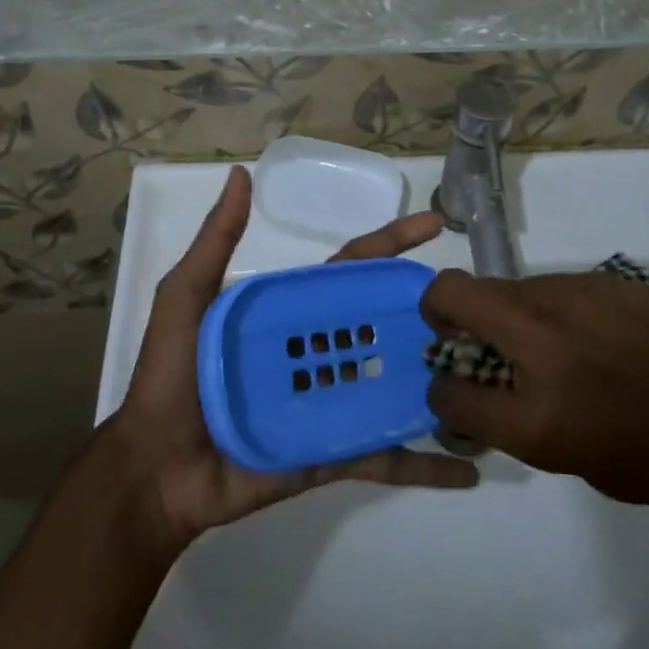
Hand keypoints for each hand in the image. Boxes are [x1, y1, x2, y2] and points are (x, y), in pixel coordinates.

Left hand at [106, 166, 477, 552]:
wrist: (155, 473)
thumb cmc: (170, 380)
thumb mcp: (186, 301)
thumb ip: (215, 243)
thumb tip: (241, 176)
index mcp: (294, 311)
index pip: (352, 267)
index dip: (390, 242)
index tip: (434, 224)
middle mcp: (321, 350)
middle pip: (385, 322)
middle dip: (429, 310)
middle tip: (479, 306)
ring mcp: (333, 402)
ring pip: (398, 383)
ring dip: (440, 379)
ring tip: (493, 375)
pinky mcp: (336, 453)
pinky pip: (387, 455)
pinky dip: (427, 463)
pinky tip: (470, 469)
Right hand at [422, 269, 648, 537]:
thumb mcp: (585, 465)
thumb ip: (526, 423)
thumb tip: (495, 395)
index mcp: (537, 414)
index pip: (448, 389)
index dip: (442, 392)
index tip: (455, 390)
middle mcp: (541, 341)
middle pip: (453, 293)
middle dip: (439, 309)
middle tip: (458, 331)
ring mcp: (572, 297)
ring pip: (506, 285)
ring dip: (503, 310)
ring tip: (541, 342)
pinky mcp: (604, 278)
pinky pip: (553, 287)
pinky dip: (549, 308)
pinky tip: (589, 333)